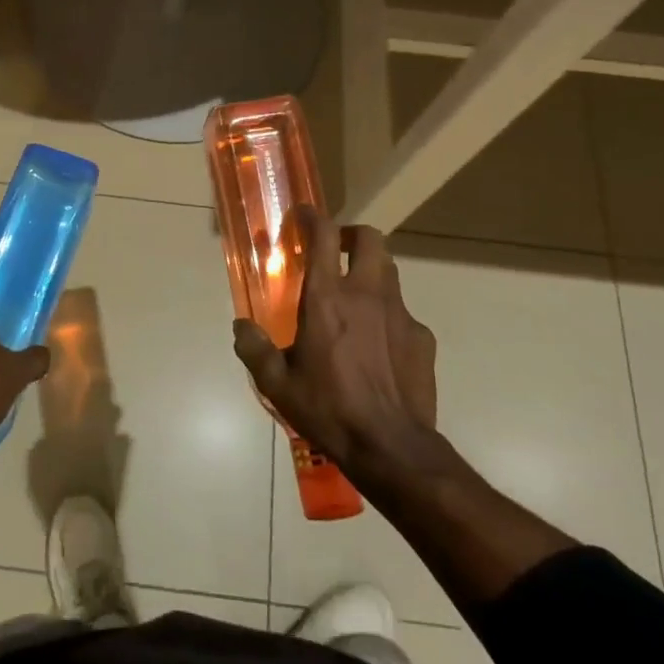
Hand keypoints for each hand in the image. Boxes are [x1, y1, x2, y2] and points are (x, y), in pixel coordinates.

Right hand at [233, 207, 438, 479]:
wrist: (391, 448)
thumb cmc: (329, 410)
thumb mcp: (277, 384)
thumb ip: (255, 349)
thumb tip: (241, 327)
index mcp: (327, 299)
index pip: (324, 236)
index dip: (313, 217)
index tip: (303, 215)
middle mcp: (366, 294)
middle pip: (370, 239)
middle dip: (352, 235)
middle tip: (335, 251)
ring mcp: (400, 314)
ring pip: (389, 272)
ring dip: (370, 272)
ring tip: (354, 298)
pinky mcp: (422, 338)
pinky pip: (403, 314)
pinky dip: (388, 317)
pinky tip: (379, 347)